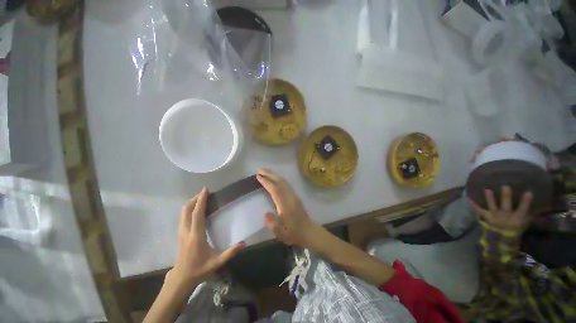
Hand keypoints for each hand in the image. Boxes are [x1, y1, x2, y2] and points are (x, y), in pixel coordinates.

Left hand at [168, 188, 244, 290]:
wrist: (182, 277)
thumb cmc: (199, 269)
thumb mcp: (217, 262)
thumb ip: (230, 252)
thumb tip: (244, 243)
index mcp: (196, 236)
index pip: (197, 214)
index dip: (201, 201)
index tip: (205, 190)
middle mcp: (186, 231)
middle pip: (186, 210)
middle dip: (195, 199)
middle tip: (205, 193)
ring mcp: (181, 232)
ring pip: (183, 213)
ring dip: (191, 203)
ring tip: (202, 198)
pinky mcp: (180, 234)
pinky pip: (183, 217)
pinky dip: (189, 209)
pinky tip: (196, 210)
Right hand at [256, 169, 317, 247]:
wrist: (308, 232)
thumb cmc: (293, 233)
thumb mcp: (281, 233)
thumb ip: (273, 224)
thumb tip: (265, 214)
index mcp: (286, 204)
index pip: (275, 189)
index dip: (266, 182)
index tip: (258, 176)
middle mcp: (290, 197)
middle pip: (280, 181)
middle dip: (270, 174)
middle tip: (259, 169)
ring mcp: (294, 195)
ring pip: (284, 181)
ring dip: (274, 175)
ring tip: (265, 172)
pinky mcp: (295, 196)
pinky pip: (286, 184)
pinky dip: (279, 179)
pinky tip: (275, 179)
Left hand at [469, 185, 533, 232]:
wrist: (503, 238)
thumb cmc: (516, 228)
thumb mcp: (525, 223)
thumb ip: (529, 214)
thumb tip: (538, 204)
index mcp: (517, 218)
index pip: (523, 208)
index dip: (526, 201)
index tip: (529, 192)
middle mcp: (506, 216)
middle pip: (506, 205)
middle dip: (506, 196)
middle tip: (505, 186)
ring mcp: (495, 216)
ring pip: (492, 206)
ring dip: (490, 198)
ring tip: (487, 189)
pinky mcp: (486, 217)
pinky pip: (479, 210)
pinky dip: (473, 204)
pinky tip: (468, 197)